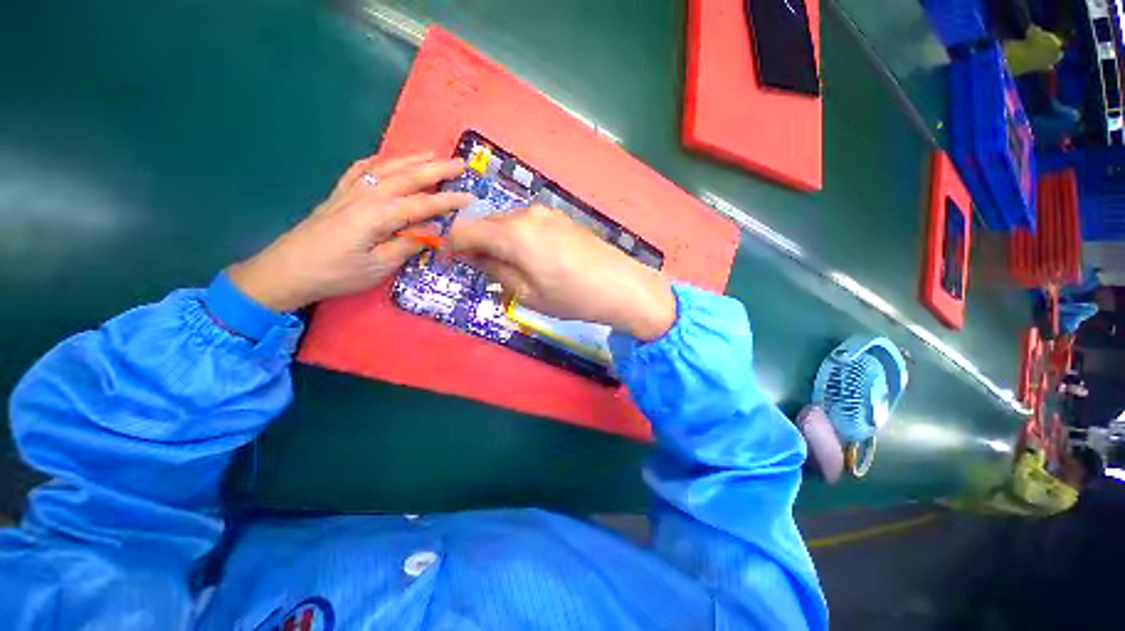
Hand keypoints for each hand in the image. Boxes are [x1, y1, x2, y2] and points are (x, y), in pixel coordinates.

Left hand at [229, 153, 472, 311]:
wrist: (287, 271)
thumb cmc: (337, 273)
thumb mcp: (378, 267)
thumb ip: (407, 245)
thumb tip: (434, 229)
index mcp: (378, 216)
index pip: (422, 204)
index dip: (448, 201)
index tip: (470, 197)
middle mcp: (366, 196)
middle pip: (407, 177)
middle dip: (436, 169)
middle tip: (459, 163)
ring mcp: (350, 192)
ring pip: (386, 168)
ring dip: (411, 160)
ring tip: (432, 153)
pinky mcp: (339, 195)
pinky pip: (361, 171)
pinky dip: (377, 161)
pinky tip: (386, 160)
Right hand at [447, 205, 675, 340]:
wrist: (622, 286)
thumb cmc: (573, 297)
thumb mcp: (528, 294)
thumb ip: (497, 271)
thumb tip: (475, 257)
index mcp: (513, 234)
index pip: (466, 229)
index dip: (451, 245)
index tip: (446, 261)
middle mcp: (527, 215)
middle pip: (487, 224)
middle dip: (477, 245)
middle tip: (481, 271)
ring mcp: (547, 214)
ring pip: (508, 224)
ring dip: (499, 243)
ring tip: (509, 269)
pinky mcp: (562, 218)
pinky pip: (528, 225)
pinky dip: (518, 239)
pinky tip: (531, 259)